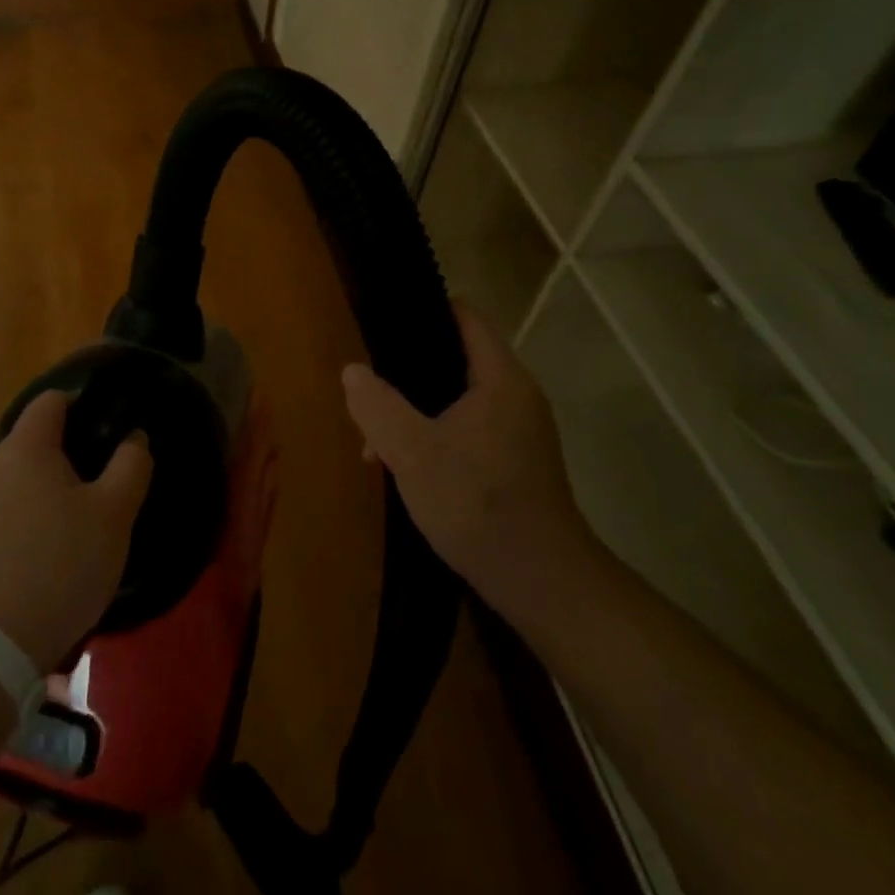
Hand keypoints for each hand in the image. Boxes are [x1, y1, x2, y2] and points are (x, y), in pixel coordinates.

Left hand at [0, 391, 153, 671]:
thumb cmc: (63, 564)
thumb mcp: (114, 513)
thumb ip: (131, 463)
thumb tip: (133, 436)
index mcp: (25, 447)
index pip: (53, 399)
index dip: (85, 403)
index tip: (113, 426)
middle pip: (38, 433)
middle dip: (74, 444)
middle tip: (109, 471)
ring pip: (26, 469)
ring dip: (56, 478)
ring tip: (90, 507)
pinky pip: (14, 499)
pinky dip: (38, 504)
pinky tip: (60, 537)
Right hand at [341, 304, 599, 619]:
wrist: (542, 585)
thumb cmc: (477, 504)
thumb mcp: (412, 452)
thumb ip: (377, 405)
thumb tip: (353, 371)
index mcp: (500, 379)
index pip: (464, 317)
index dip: (424, 310)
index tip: (382, 320)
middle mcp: (516, 396)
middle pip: (455, 358)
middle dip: (407, 372)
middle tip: (368, 389)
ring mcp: (519, 431)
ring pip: (456, 398)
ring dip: (415, 410)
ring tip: (376, 438)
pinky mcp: (515, 461)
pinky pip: (467, 427)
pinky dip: (434, 433)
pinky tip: (405, 464)